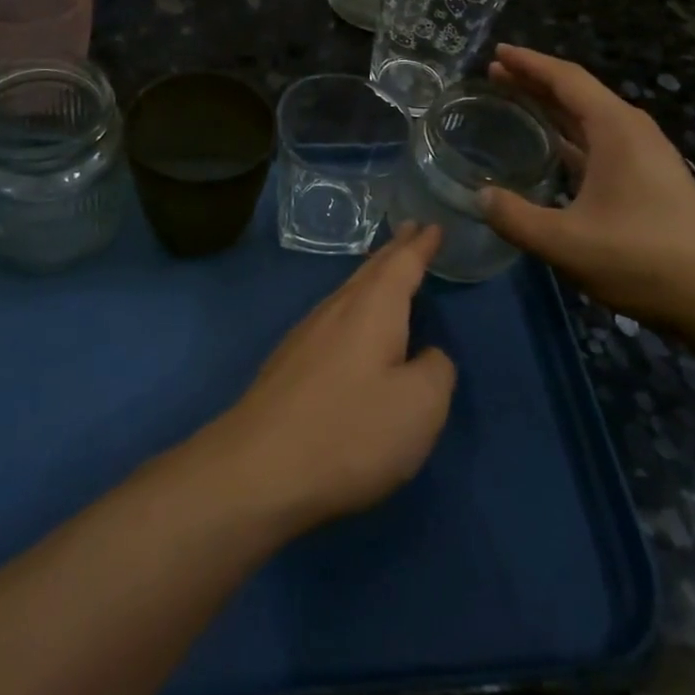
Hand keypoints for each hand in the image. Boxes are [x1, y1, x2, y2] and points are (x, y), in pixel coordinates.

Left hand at [203, 224, 454, 534]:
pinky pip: (333, 316)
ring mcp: (307, 334)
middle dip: (395, 250)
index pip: (402, 264)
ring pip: (348, 292)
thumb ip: (435, 371)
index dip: (421, 245)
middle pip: (371, 271)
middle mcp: (337, 309)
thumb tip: (428, 356)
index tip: (433, 224)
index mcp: (373, 309)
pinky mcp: (290, 362)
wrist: (258, 469)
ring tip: (387, 268)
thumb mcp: (419, 407)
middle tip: (412, 231)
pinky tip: (353, 322)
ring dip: (372, 276)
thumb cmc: (350, 432)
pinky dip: (355, 305)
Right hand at [481, 45, 694, 340]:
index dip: (529, 63)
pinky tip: (551, 153)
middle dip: (535, 82)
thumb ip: (516, 218)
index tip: (496, 52)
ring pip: (589, 120)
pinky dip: (568, 139)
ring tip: (514, 105)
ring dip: (551, 110)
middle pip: (577, 94)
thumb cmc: (645, 259)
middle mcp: (631, 132)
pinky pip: (598, 145)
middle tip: (494, 76)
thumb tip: (480, 196)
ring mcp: (644, 157)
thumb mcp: (567, 242)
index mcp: (615, 128)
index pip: (566, 79)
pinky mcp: (649, 182)